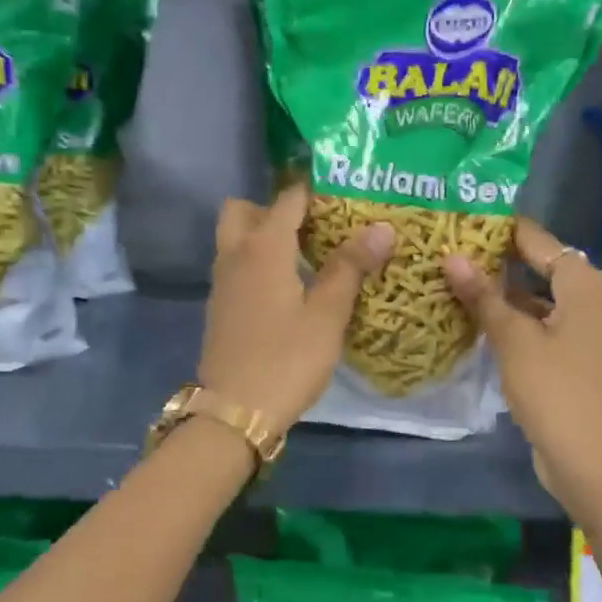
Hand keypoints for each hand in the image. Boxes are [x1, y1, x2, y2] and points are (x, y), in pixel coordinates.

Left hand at [199, 183, 394, 435]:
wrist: (235, 411)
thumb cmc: (286, 360)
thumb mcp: (327, 315)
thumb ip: (350, 268)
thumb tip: (381, 228)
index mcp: (263, 248)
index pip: (288, 199)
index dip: (314, 190)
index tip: (344, 192)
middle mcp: (235, 255)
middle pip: (245, 210)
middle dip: (274, 208)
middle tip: (312, 226)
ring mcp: (222, 282)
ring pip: (236, 238)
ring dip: (263, 235)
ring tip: (307, 254)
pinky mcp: (220, 306)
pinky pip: (236, 265)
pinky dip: (257, 262)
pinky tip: (288, 287)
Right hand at [442, 218, 601, 504]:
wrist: (589, 459)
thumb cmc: (554, 390)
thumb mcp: (513, 339)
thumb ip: (483, 296)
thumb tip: (451, 257)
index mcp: (588, 286)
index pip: (542, 242)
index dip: (505, 230)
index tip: (466, 219)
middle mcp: (597, 301)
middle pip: (545, 268)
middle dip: (502, 261)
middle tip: (457, 249)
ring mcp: (592, 331)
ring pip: (545, 299)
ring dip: (509, 292)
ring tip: (463, 280)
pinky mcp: (583, 358)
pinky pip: (548, 324)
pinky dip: (521, 319)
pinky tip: (485, 321)